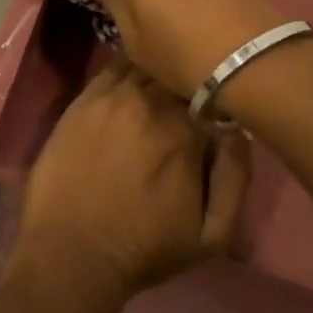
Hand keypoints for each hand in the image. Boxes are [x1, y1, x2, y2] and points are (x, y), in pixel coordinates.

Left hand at [15, 57, 249, 299]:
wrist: (73, 249)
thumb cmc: (145, 247)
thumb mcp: (212, 235)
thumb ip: (236, 178)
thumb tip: (239, 131)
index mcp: (188, 130)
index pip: (213, 91)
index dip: (215, 98)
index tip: (212, 113)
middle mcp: (152, 102)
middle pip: (179, 72)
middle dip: (186, 81)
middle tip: (183, 101)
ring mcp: (114, 95)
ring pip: (147, 63)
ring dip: (158, 69)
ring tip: (160, 84)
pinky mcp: (85, 97)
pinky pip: (113, 66)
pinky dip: (128, 66)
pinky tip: (131, 77)